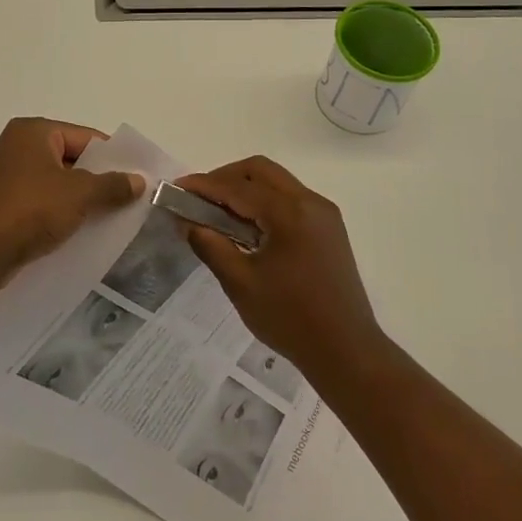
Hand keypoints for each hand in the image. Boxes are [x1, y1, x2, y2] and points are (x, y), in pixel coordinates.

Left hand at [0, 118, 144, 288]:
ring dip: (83, 201)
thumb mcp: (79, 195)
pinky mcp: (5, 205)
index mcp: (34, 132)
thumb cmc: (28, 211)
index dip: (115, 158)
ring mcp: (9, 177)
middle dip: (101, 181)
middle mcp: (19, 147)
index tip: (140, 179)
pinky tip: (84, 233)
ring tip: (114, 220)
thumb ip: (112, 185)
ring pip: (60, 185)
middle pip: (74, 160)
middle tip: (132, 201)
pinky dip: (63, 215)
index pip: (87, 137)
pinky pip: (44, 204)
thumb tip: (139, 181)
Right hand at [176, 157, 383, 370]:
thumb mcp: (241, 283)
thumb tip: (186, 221)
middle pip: (261, 171)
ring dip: (246, 188)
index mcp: (290, 213)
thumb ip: (211, 246)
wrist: (345, 350)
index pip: (238, 187)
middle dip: (225, 177)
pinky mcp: (329, 228)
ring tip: (217, 212)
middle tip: (198, 198)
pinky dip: (264, 202)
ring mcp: (324, 214)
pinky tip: (246, 225)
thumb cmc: (289, 318)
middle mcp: (310, 202)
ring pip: (277, 182)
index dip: (204, 185)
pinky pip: (291, 199)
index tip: (176, 188)